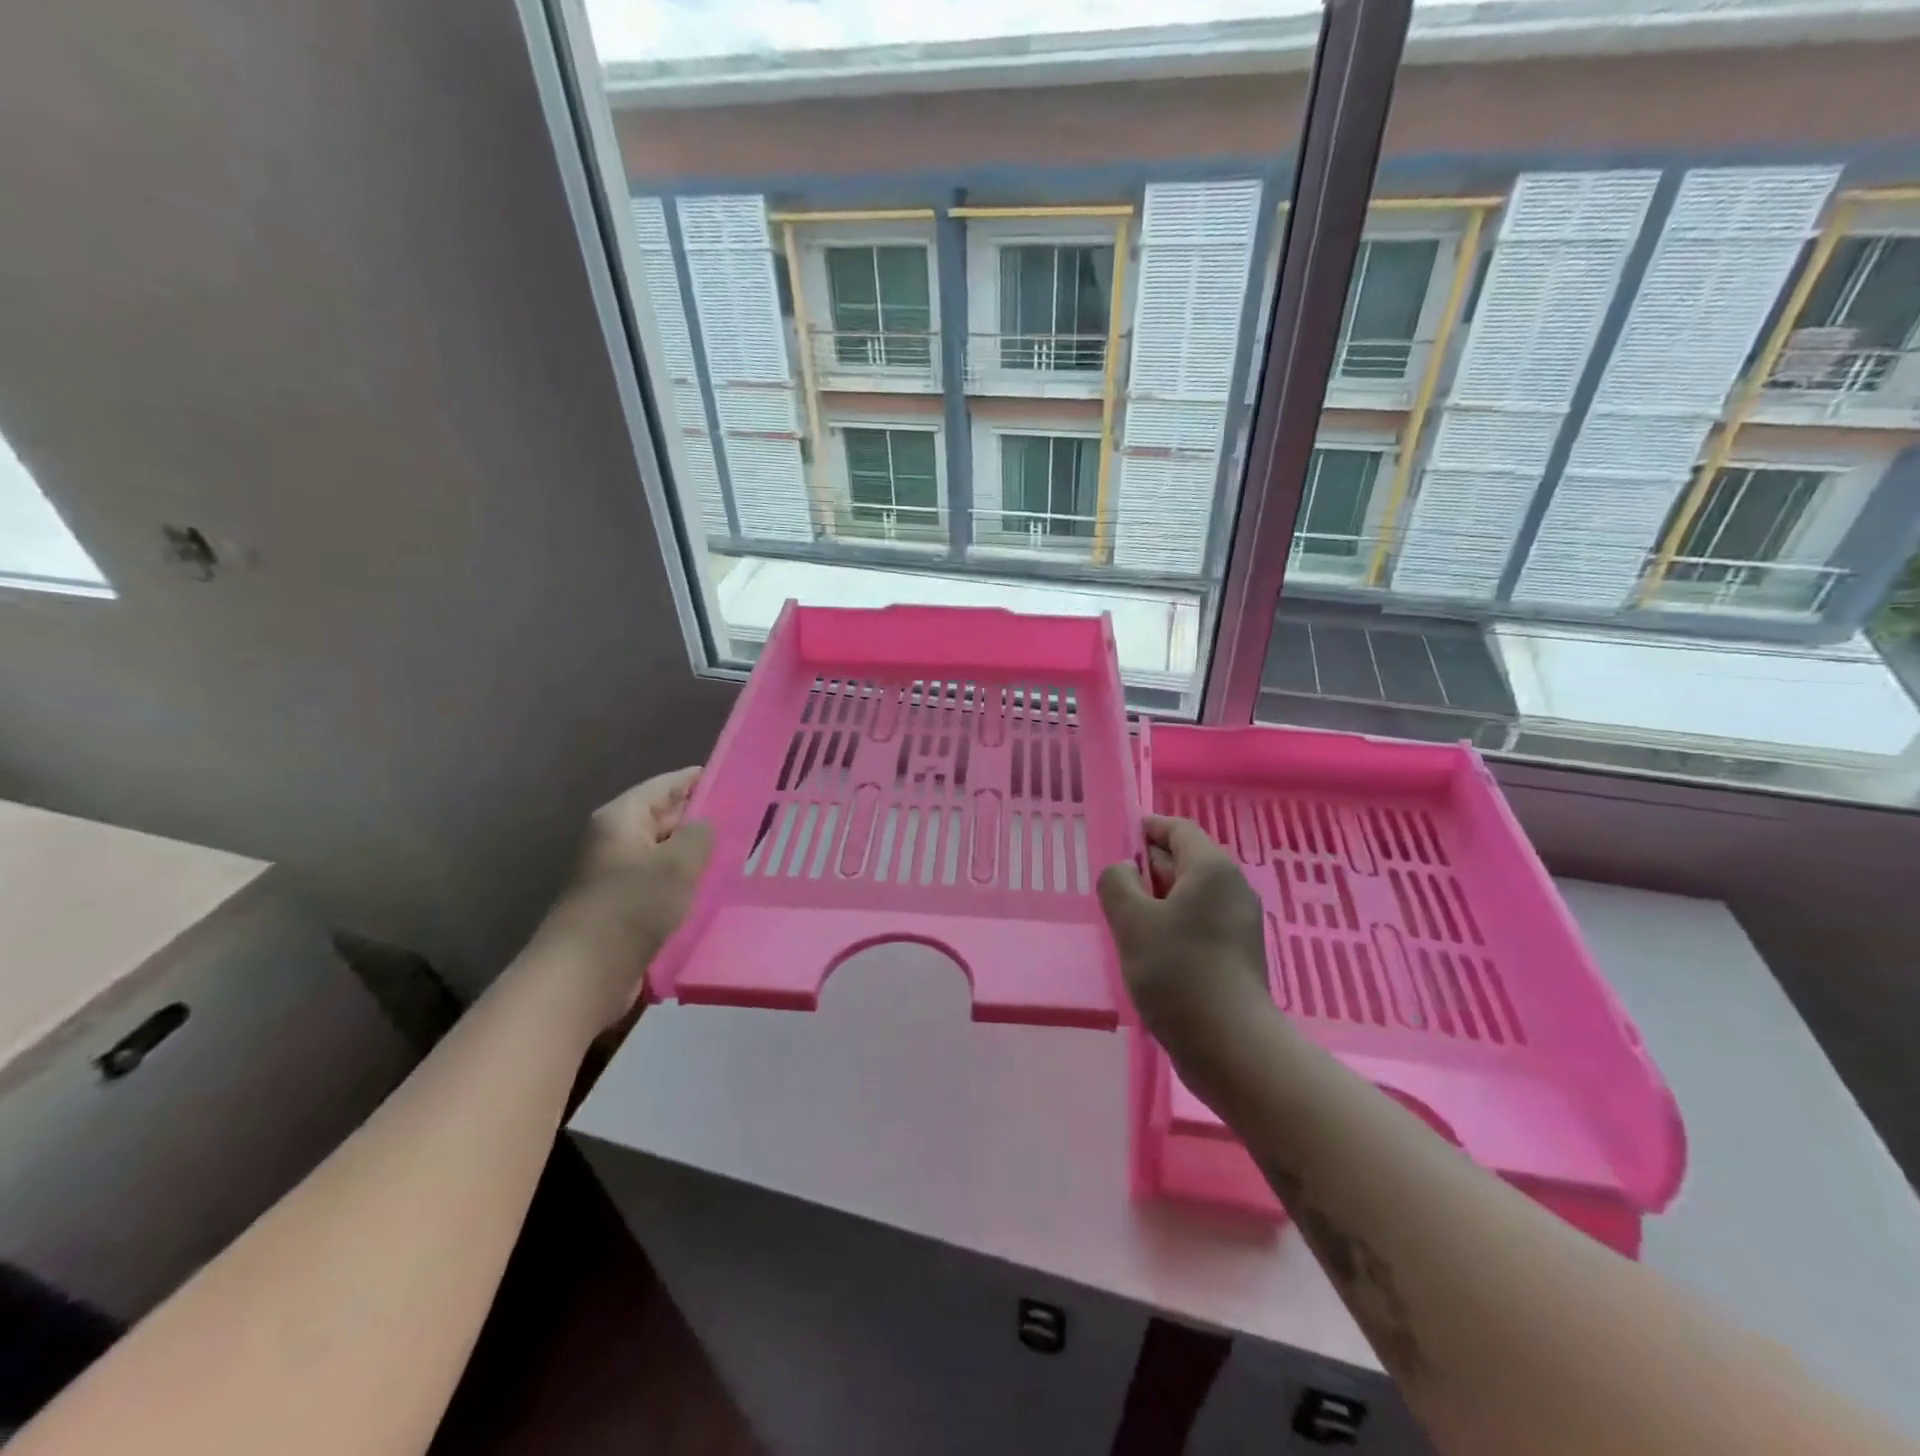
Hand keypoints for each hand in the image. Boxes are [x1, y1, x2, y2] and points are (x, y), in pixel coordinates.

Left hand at [533, 767, 713, 1030]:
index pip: (665, 785)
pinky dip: (684, 881)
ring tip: (738, 852)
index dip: (699, 780)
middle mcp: (615, 840)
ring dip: (695, 854)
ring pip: (664, 853)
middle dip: (701, 818)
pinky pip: (660, 882)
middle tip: (747, 818)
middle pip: (664, 817)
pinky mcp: (622, 906)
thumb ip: (699, 834)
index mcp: (621, 818)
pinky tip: (713, 888)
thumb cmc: (632, 906)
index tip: (735, 778)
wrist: (585, 974)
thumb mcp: (678, 862)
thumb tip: (704, 825)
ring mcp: (616, 874)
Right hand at [1097, 814, 1273, 1079]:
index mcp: (1212, 869)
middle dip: (1146, 869)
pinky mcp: (1236, 954)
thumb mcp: (1132, 921)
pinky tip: (1150, 953)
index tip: (1116, 843)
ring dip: (1156, 902)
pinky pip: (1198, 923)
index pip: (1177, 829)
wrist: (1230, 1046)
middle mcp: (1232, 888)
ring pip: (1189, 896)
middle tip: (1113, 891)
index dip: (1145, 829)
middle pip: (1184, 861)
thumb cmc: (1178, 972)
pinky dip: (1172, 926)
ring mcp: (1238, 923)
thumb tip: (1124, 870)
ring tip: (1125, 925)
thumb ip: (1117, 882)